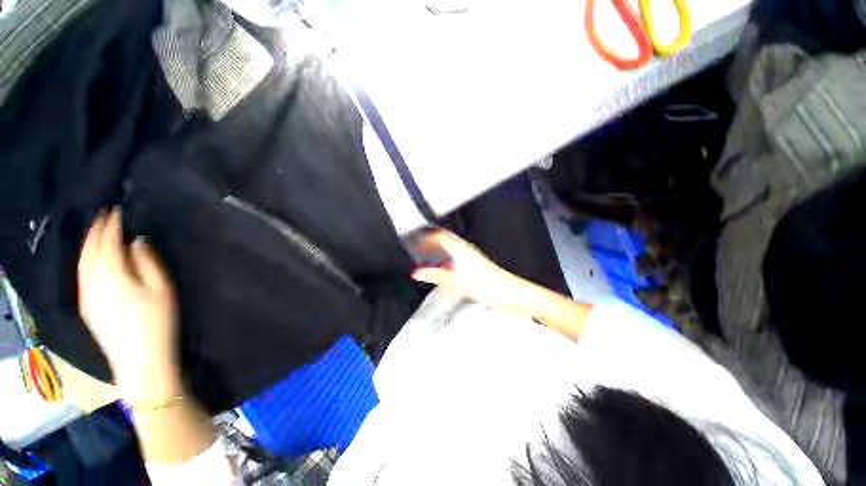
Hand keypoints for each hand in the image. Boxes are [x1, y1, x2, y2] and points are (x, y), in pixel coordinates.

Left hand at [78, 208, 180, 403]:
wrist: (140, 361)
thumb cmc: (157, 322)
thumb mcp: (161, 289)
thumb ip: (148, 262)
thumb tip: (137, 241)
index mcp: (111, 276)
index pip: (107, 242)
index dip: (112, 224)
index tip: (117, 209)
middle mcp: (91, 282)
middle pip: (89, 250)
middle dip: (96, 230)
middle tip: (105, 215)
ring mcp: (85, 295)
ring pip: (81, 262)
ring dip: (88, 243)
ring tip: (98, 231)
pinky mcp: (85, 306)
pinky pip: (81, 274)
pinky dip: (86, 259)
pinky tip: (93, 257)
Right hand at [410, 229, 529, 312]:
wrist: (507, 292)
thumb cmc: (486, 285)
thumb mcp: (455, 282)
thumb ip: (435, 275)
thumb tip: (417, 272)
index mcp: (460, 249)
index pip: (439, 235)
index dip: (426, 237)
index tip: (415, 242)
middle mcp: (465, 248)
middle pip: (444, 237)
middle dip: (431, 240)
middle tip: (420, 247)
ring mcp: (470, 254)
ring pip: (450, 245)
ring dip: (437, 247)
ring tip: (428, 256)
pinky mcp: (474, 262)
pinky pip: (455, 253)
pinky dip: (445, 256)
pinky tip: (443, 266)